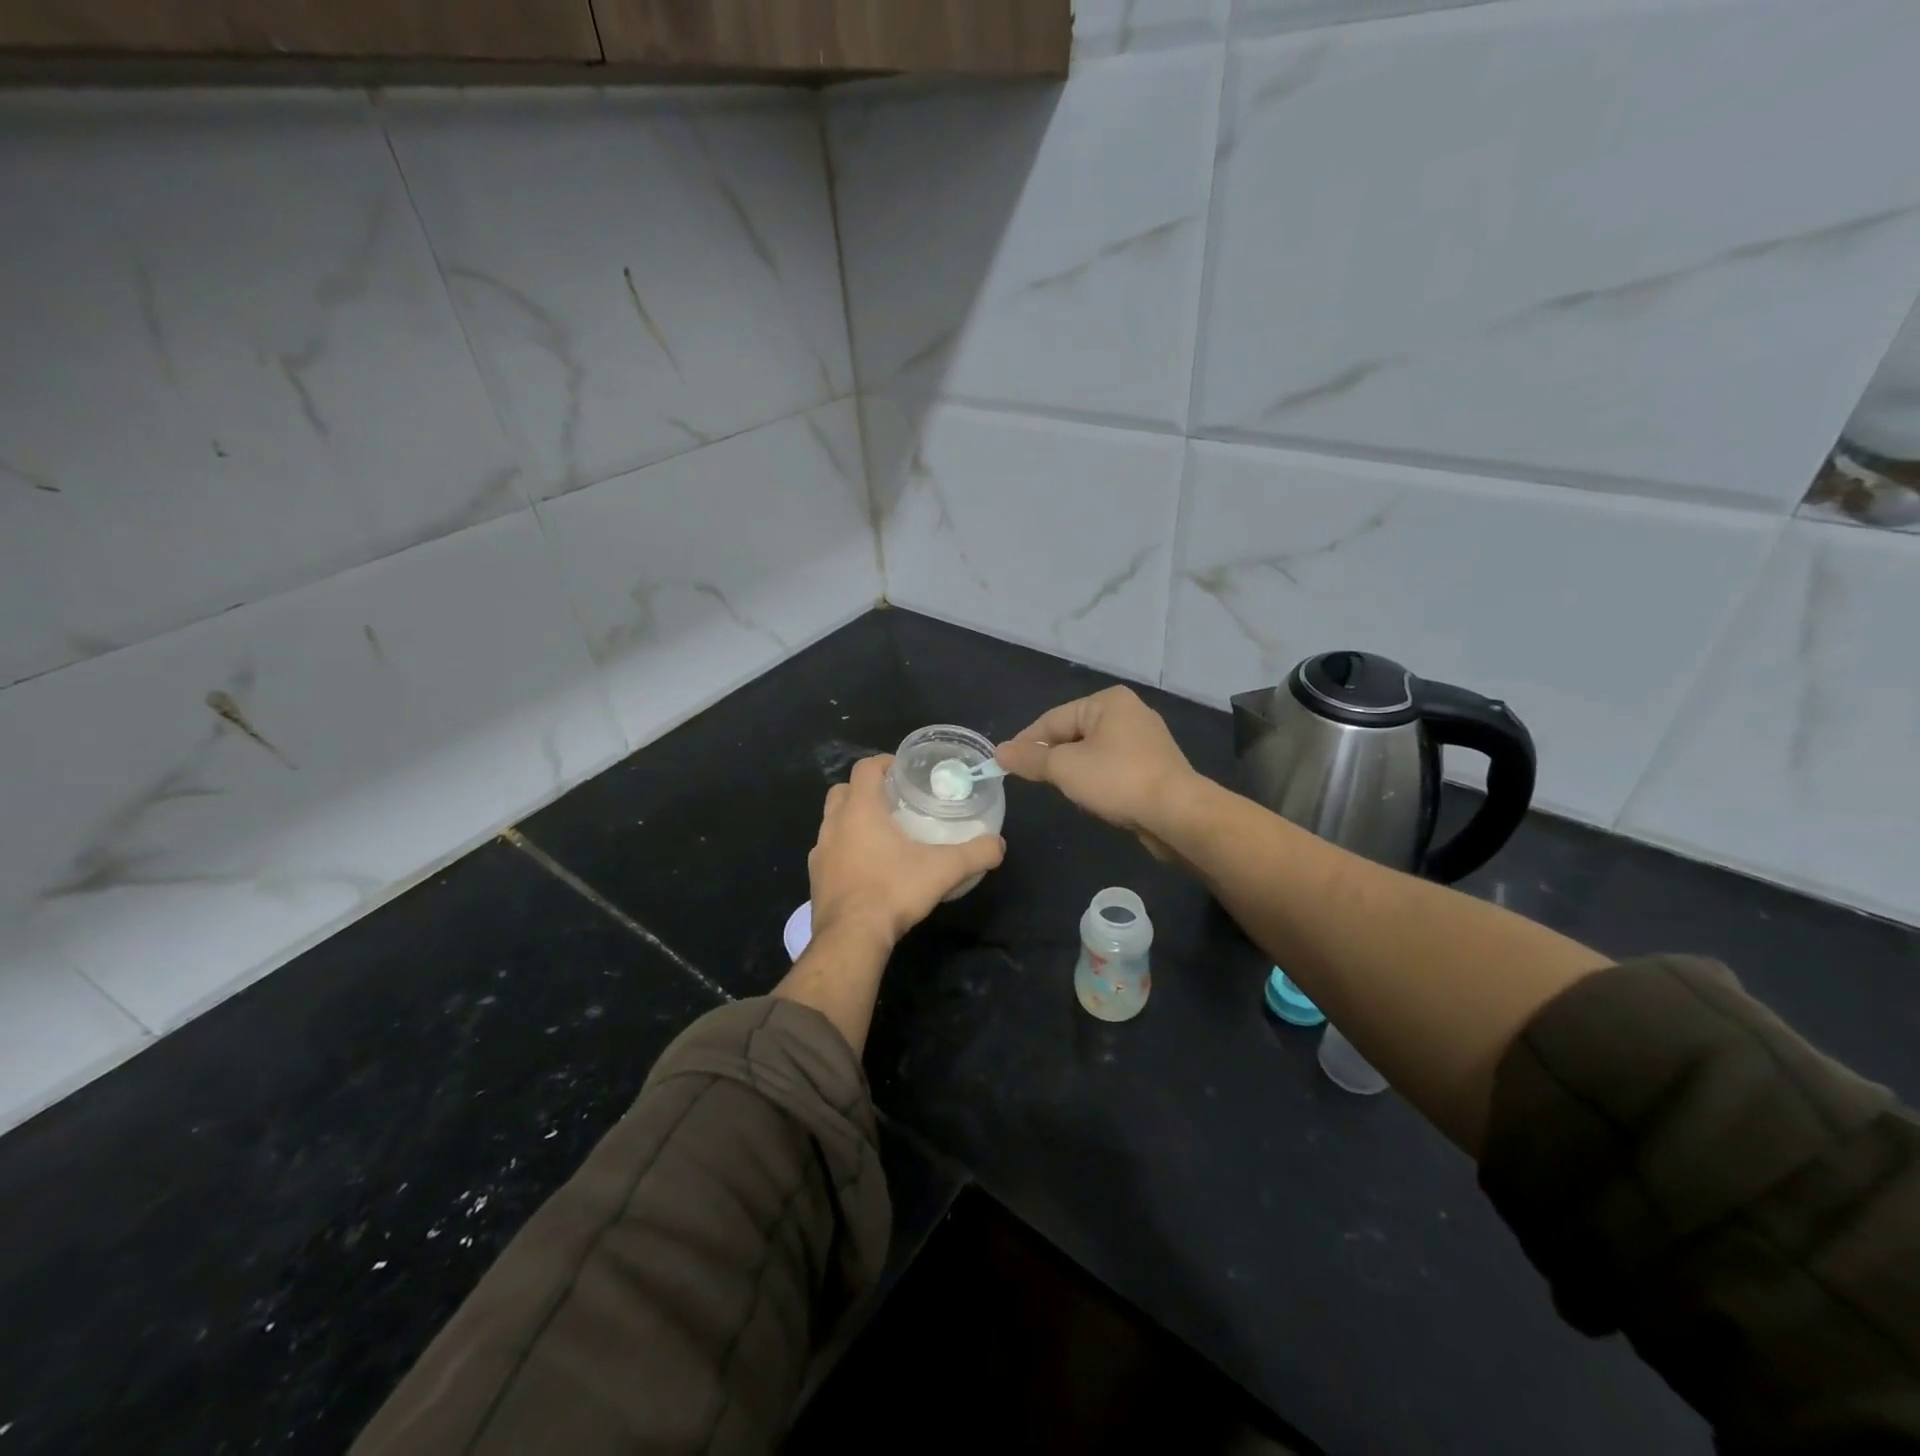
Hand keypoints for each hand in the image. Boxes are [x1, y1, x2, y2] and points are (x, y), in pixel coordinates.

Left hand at [808, 754, 1005, 946]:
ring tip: (881, 835)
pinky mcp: (816, 878)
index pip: (865, 768)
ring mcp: (820, 852)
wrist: (851, 938)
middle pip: (843, 790)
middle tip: (892, 801)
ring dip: (851, 820)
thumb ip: (975, 853)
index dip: (883, 762)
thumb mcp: (944, 870)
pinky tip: (866, 868)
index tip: (903, 770)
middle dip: (864, 790)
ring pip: (832, 821)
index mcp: (860, 809)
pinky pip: (829, 852)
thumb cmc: (893, 891)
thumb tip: (998, 845)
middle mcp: (834, 824)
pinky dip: (844, 850)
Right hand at [997, 687, 1198, 858]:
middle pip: (1073, 733)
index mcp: (1107, 701)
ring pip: (1093, 752)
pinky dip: (1098, 780)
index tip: (1004, 764)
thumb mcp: (1064, 768)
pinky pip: (1113, 767)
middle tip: (1031, 780)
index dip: (1026, 742)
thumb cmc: (1117, 780)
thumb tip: (999, 752)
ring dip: (1075, 771)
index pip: (1053, 719)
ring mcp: (1145, 739)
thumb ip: (1029, 759)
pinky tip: (1093, 798)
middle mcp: (1129, 712)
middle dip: (1052, 757)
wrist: (1176, 814)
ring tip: (1061, 791)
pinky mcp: (1154, 765)